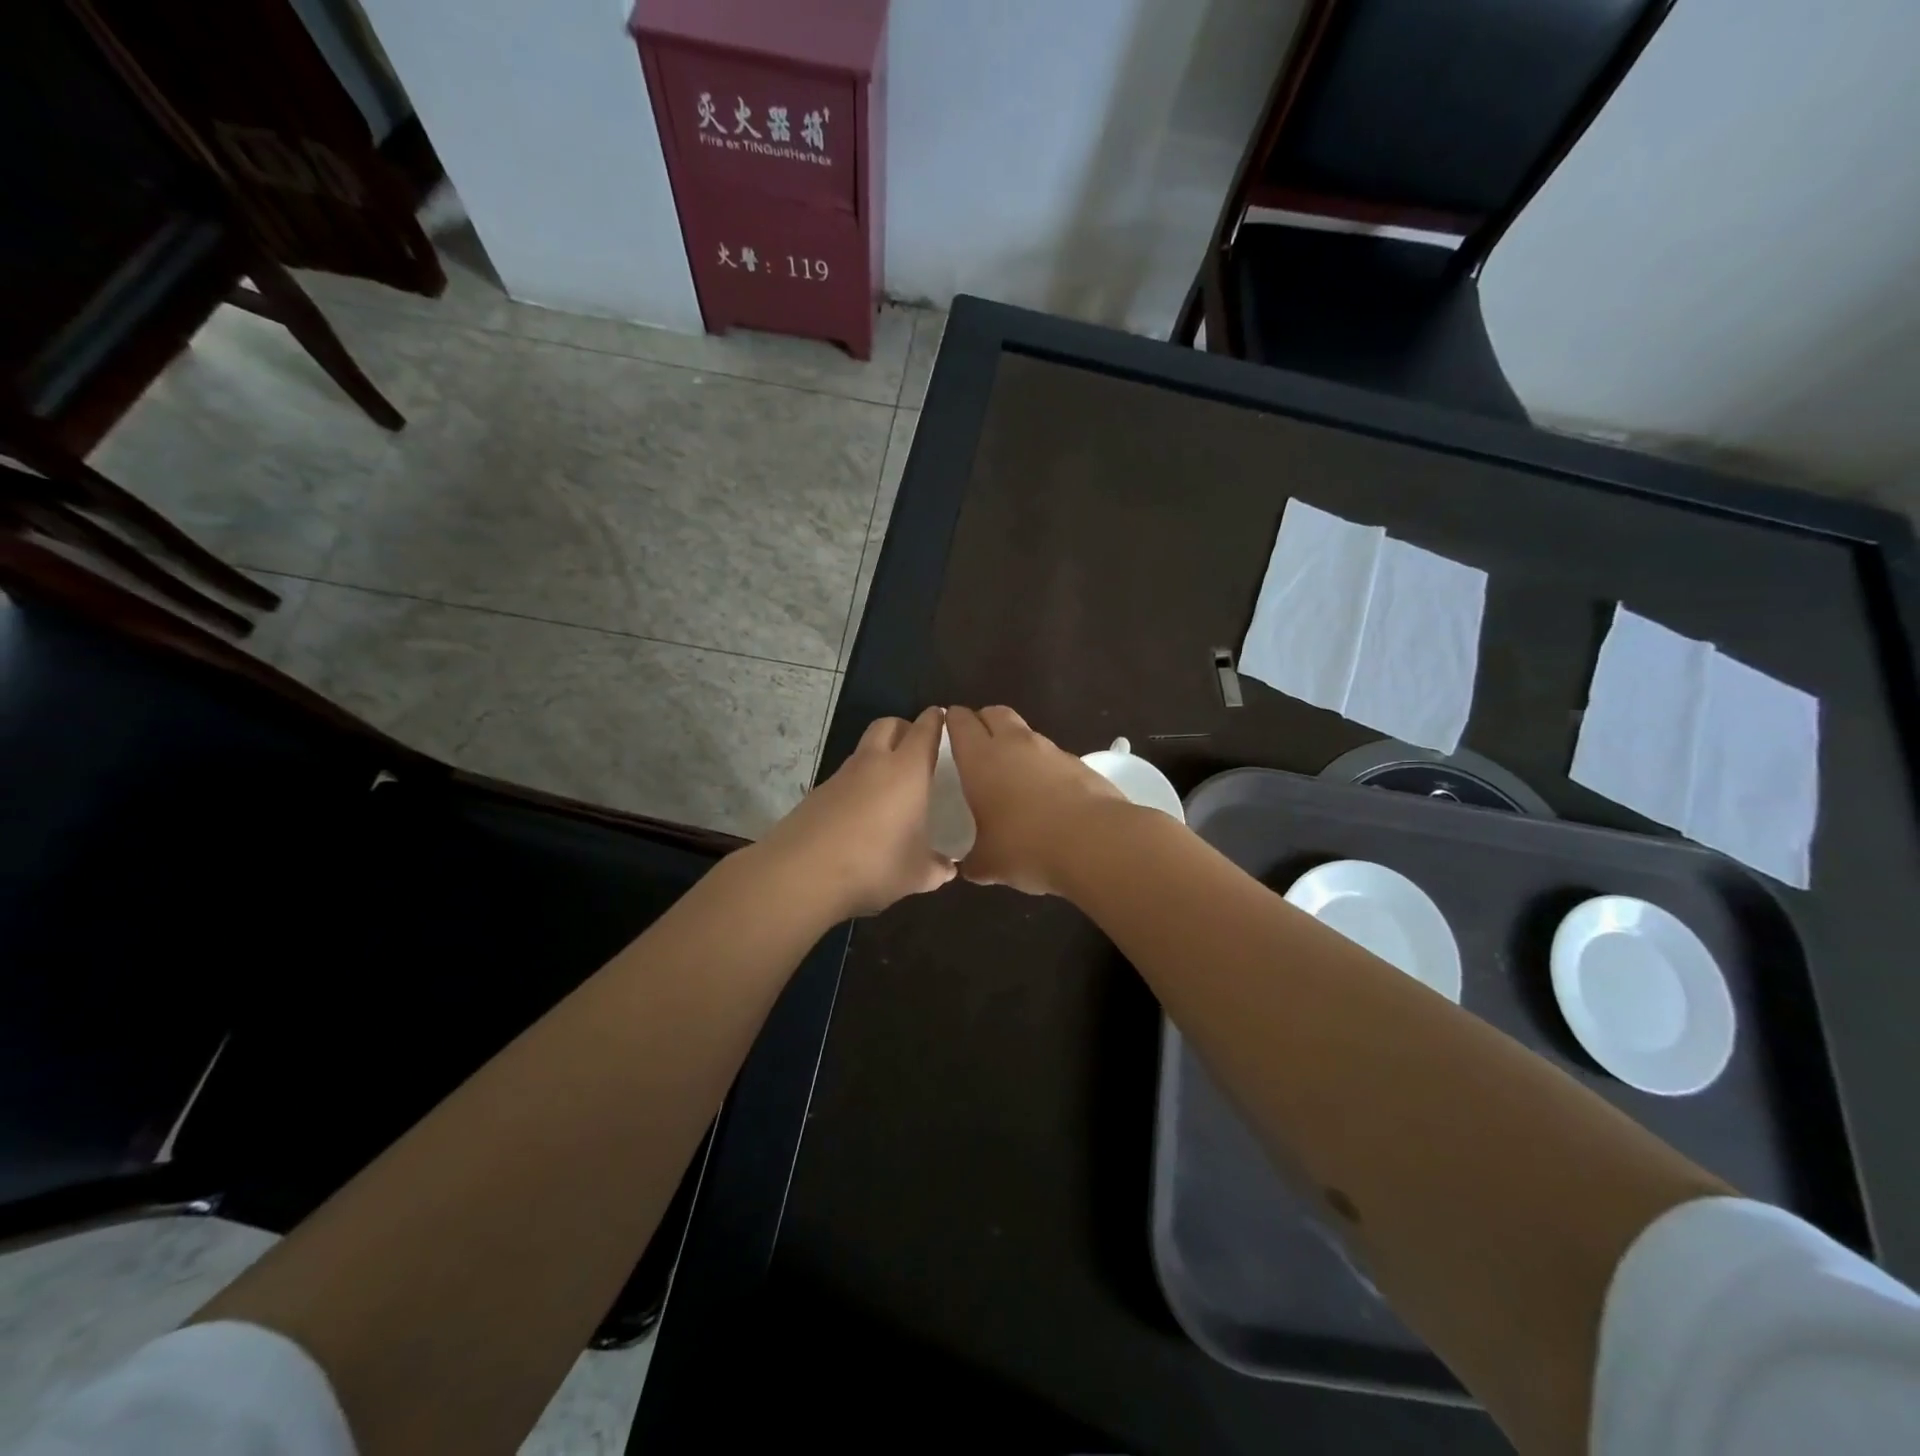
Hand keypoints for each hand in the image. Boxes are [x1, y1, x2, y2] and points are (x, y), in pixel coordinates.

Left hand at [758, 706, 956, 917]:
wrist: (800, 874)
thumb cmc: (873, 864)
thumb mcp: (916, 874)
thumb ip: (937, 868)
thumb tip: (949, 869)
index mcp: (907, 770)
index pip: (924, 730)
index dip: (936, 721)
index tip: (944, 720)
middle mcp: (874, 763)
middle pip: (889, 725)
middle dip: (904, 728)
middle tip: (919, 751)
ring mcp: (841, 776)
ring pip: (864, 751)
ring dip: (880, 758)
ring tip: (893, 789)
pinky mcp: (818, 794)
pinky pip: (846, 778)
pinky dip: (859, 785)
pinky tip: (864, 815)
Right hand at [945, 705, 1124, 895]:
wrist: (1096, 843)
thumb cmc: (1028, 847)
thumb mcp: (989, 864)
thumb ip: (973, 861)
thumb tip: (969, 867)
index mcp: (981, 759)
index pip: (960, 721)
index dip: (951, 721)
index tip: (946, 733)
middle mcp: (1014, 744)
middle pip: (995, 713)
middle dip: (983, 722)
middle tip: (976, 747)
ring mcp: (1051, 750)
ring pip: (1026, 733)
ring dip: (1015, 744)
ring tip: (1011, 776)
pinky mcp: (1080, 764)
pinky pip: (1052, 756)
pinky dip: (1043, 767)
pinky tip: (1046, 796)